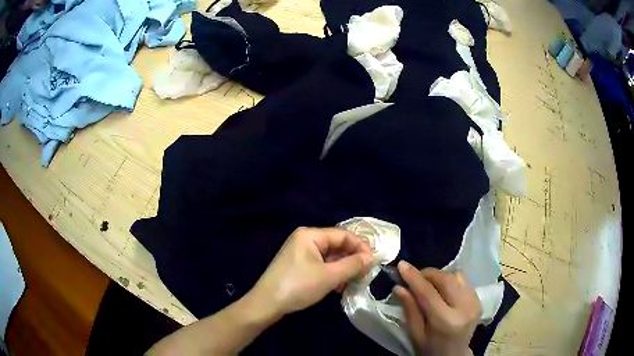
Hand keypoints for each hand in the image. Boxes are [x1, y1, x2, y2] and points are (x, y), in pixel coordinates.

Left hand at [250, 227, 373, 317]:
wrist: (267, 304)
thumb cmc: (298, 286)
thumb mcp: (329, 276)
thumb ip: (353, 265)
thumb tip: (371, 257)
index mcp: (310, 235)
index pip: (343, 235)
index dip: (361, 246)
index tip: (374, 261)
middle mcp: (305, 240)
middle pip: (336, 245)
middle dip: (352, 259)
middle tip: (366, 273)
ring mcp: (301, 253)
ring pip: (330, 257)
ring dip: (344, 269)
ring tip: (354, 282)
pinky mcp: (299, 266)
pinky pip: (322, 265)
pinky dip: (333, 274)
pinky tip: (339, 287)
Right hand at [394, 261, 480, 355]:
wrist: (454, 354)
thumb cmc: (430, 348)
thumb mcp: (415, 333)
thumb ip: (409, 309)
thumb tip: (399, 287)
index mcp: (446, 321)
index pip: (429, 293)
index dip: (414, 278)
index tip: (402, 265)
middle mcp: (464, 308)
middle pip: (447, 279)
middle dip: (428, 273)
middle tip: (415, 276)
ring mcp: (475, 302)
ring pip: (457, 275)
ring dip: (440, 275)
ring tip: (429, 284)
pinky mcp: (479, 299)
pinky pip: (464, 280)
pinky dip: (450, 280)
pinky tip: (442, 289)